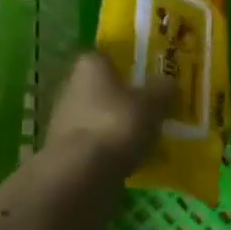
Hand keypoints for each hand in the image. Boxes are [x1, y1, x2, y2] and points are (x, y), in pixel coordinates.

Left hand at [45, 52, 171, 170]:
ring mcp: (62, 119)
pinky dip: (108, 148)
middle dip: (124, 98)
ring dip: (116, 125)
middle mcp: (70, 85)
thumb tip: (168, 83)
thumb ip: (163, 89)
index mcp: (90, 65)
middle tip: (150, 109)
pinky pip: (94, 142)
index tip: (149, 79)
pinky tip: (129, 159)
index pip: (110, 57)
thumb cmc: (117, 124)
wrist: (81, 172)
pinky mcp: (63, 149)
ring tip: (144, 138)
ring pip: (98, 116)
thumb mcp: (153, 103)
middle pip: (103, 88)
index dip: (130, 67)